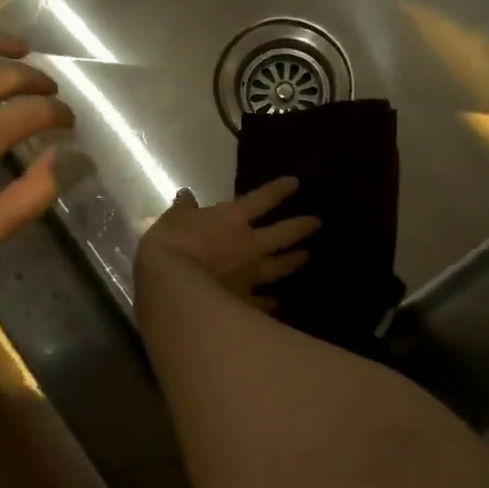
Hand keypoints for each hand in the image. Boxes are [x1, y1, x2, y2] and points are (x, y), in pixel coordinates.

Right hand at [138, 178, 320, 309]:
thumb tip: (186, 195)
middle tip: (317, 223)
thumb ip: (183, 209)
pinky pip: (263, 302)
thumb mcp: (173, 219)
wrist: (174, 288)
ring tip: (306, 257)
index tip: (295, 183)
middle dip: (301, 227)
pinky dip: (271, 303)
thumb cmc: (171, 245)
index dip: (279, 190)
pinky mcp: (244, 302)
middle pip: (283, 234)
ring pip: (280, 267)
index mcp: (233, 219)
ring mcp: (251, 275)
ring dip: (294, 261)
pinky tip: (277, 304)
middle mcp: (250, 245)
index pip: (262, 199)